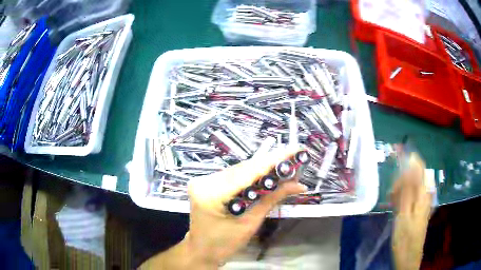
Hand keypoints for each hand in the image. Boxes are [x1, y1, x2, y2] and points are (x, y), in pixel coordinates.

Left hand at [141, 146, 305, 269]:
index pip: (247, 172)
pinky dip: (251, 176)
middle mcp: (205, 182)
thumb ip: (271, 200)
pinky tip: (266, 176)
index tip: (294, 151)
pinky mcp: (207, 184)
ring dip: (262, 169)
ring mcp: (204, 181)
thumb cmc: (224, 244)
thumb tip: (297, 185)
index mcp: (211, 194)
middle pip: (243, 168)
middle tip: (293, 160)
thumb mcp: (249, 224)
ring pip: (239, 170)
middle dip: (270, 164)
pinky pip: (234, 176)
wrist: (202, 251)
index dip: (273, 161)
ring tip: (284, 168)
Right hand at [391, 153, 432, 269]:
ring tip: (391, 200)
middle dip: (401, 178)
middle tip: (391, 192)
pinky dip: (401, 196)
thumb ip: (407, 189)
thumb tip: (408, 164)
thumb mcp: (404, 214)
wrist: (408, 257)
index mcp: (423, 194)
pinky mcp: (417, 209)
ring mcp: (421, 202)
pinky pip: (410, 195)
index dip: (409, 157)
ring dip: (400, 188)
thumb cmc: (405, 238)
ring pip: (411, 186)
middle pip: (414, 175)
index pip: (419, 166)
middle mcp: (424, 194)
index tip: (395, 153)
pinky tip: (394, 205)